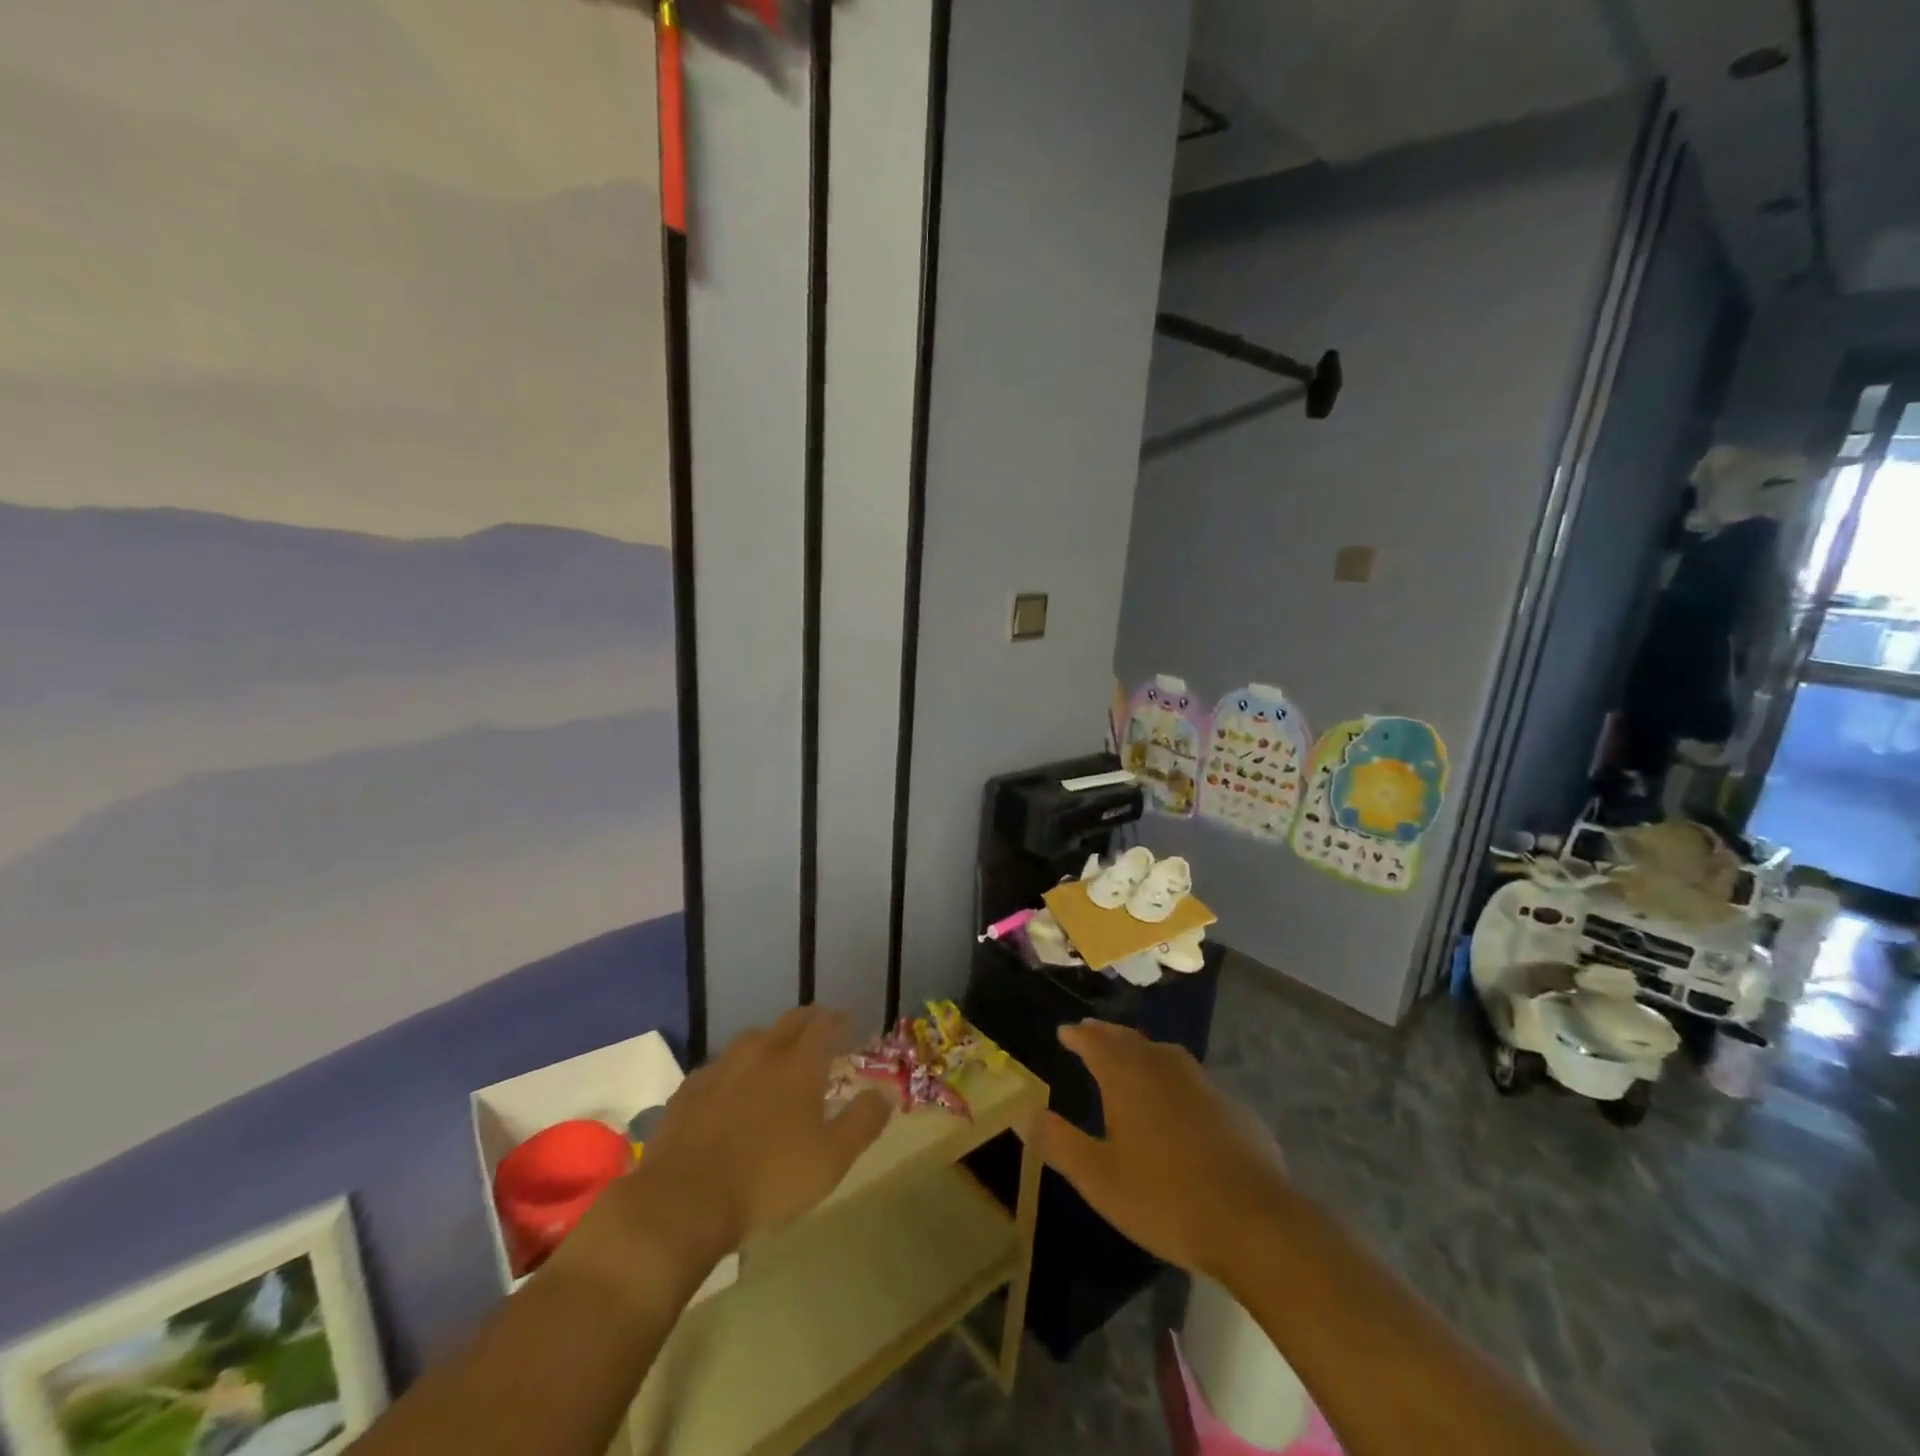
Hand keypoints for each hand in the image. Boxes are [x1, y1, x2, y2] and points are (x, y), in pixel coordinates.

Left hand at [561, 1008, 891, 1291]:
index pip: (824, 1024)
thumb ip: (862, 1122)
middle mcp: (762, 1053)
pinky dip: (736, 1067)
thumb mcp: (831, 1160)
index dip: (839, 1020)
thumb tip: (887, 1093)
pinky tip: (733, 1086)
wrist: (683, 1201)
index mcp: (799, 1065)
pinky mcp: (689, 1089)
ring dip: (771, 1040)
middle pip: (789, 1022)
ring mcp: (721, 1067)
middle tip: (820, 1030)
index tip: (849, 1022)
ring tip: (778, 1055)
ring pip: (753, 1038)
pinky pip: (720, 1065)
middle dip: (809, 1020)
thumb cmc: (768, 1181)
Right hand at [1034, 1021, 1288, 1278]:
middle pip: (1129, 1041)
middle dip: (1107, 1035)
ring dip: (1141, 1050)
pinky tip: (1176, 1099)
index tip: (1065, 1032)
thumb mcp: (1099, 1179)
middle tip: (1091, 1031)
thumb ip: (1061, 1144)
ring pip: (1163, 1054)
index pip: (1096, 1043)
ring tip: (1130, 1055)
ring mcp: (1202, 1084)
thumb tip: (1029, 1114)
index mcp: (1127, 1077)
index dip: (1078, 1036)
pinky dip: (1172, 1077)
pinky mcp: (1232, 1107)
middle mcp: (1163, 1067)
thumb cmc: (1165, 1198)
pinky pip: (1191, 1079)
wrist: (1254, 1221)